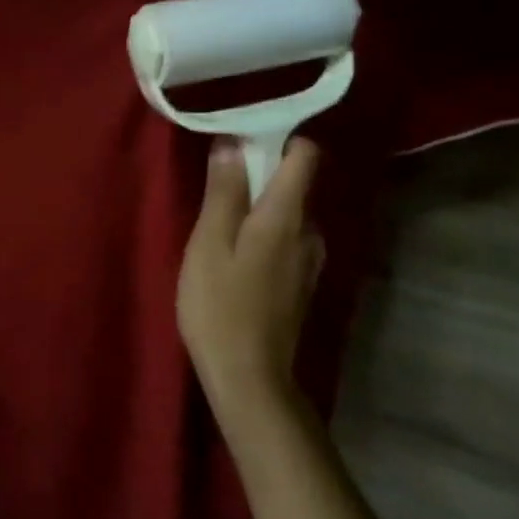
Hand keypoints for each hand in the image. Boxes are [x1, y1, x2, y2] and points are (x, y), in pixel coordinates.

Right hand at [178, 137, 324, 417]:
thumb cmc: (220, 306)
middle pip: (293, 185)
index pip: (304, 155)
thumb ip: (223, 192)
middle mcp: (309, 232)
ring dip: (257, 212)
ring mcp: (309, 261)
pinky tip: (233, 262)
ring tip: (217, 231)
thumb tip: (232, 143)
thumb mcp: (209, 244)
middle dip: (257, 178)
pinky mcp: (301, 285)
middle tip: (213, 194)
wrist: (248, 377)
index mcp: (287, 216)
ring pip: (287, 216)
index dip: (276, 140)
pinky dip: (262, 237)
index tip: (239, 145)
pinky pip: (285, 242)